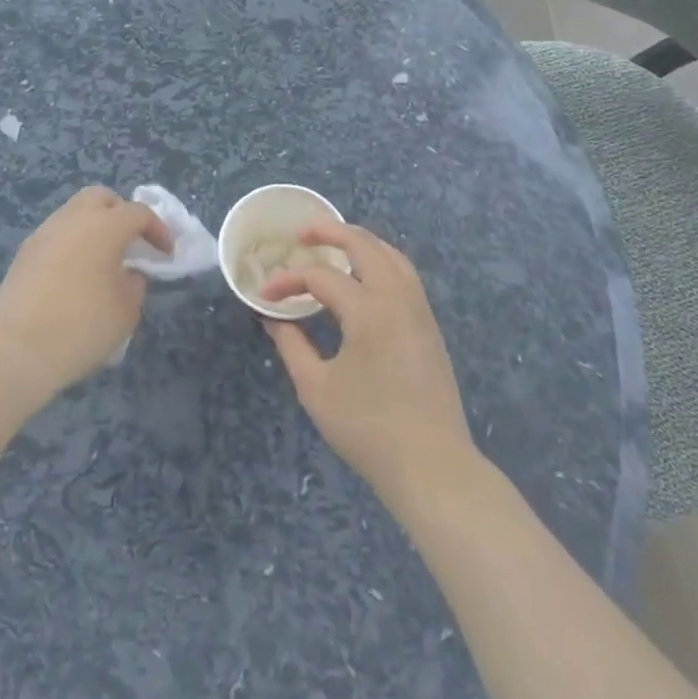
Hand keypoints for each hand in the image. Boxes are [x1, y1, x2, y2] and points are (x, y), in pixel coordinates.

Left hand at [0, 186, 170, 397]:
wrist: (16, 351)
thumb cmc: (82, 327)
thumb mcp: (126, 311)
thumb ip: (135, 284)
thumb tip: (128, 274)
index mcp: (104, 226)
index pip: (139, 213)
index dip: (158, 230)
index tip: (166, 254)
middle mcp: (73, 219)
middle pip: (102, 198)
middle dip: (121, 213)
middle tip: (131, 243)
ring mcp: (45, 232)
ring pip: (75, 212)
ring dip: (94, 227)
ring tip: (103, 261)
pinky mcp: (24, 252)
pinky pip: (57, 234)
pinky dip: (73, 243)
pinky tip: (76, 275)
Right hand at [262, 221, 474, 500]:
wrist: (433, 466)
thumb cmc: (368, 429)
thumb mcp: (316, 388)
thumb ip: (292, 345)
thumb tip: (274, 319)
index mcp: (369, 310)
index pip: (320, 277)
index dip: (287, 280)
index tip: (264, 295)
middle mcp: (397, 298)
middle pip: (364, 245)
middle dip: (330, 232)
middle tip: (302, 234)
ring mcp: (419, 310)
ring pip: (391, 255)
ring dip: (360, 242)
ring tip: (333, 245)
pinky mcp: (429, 325)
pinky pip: (404, 274)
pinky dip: (380, 260)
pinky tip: (363, 276)